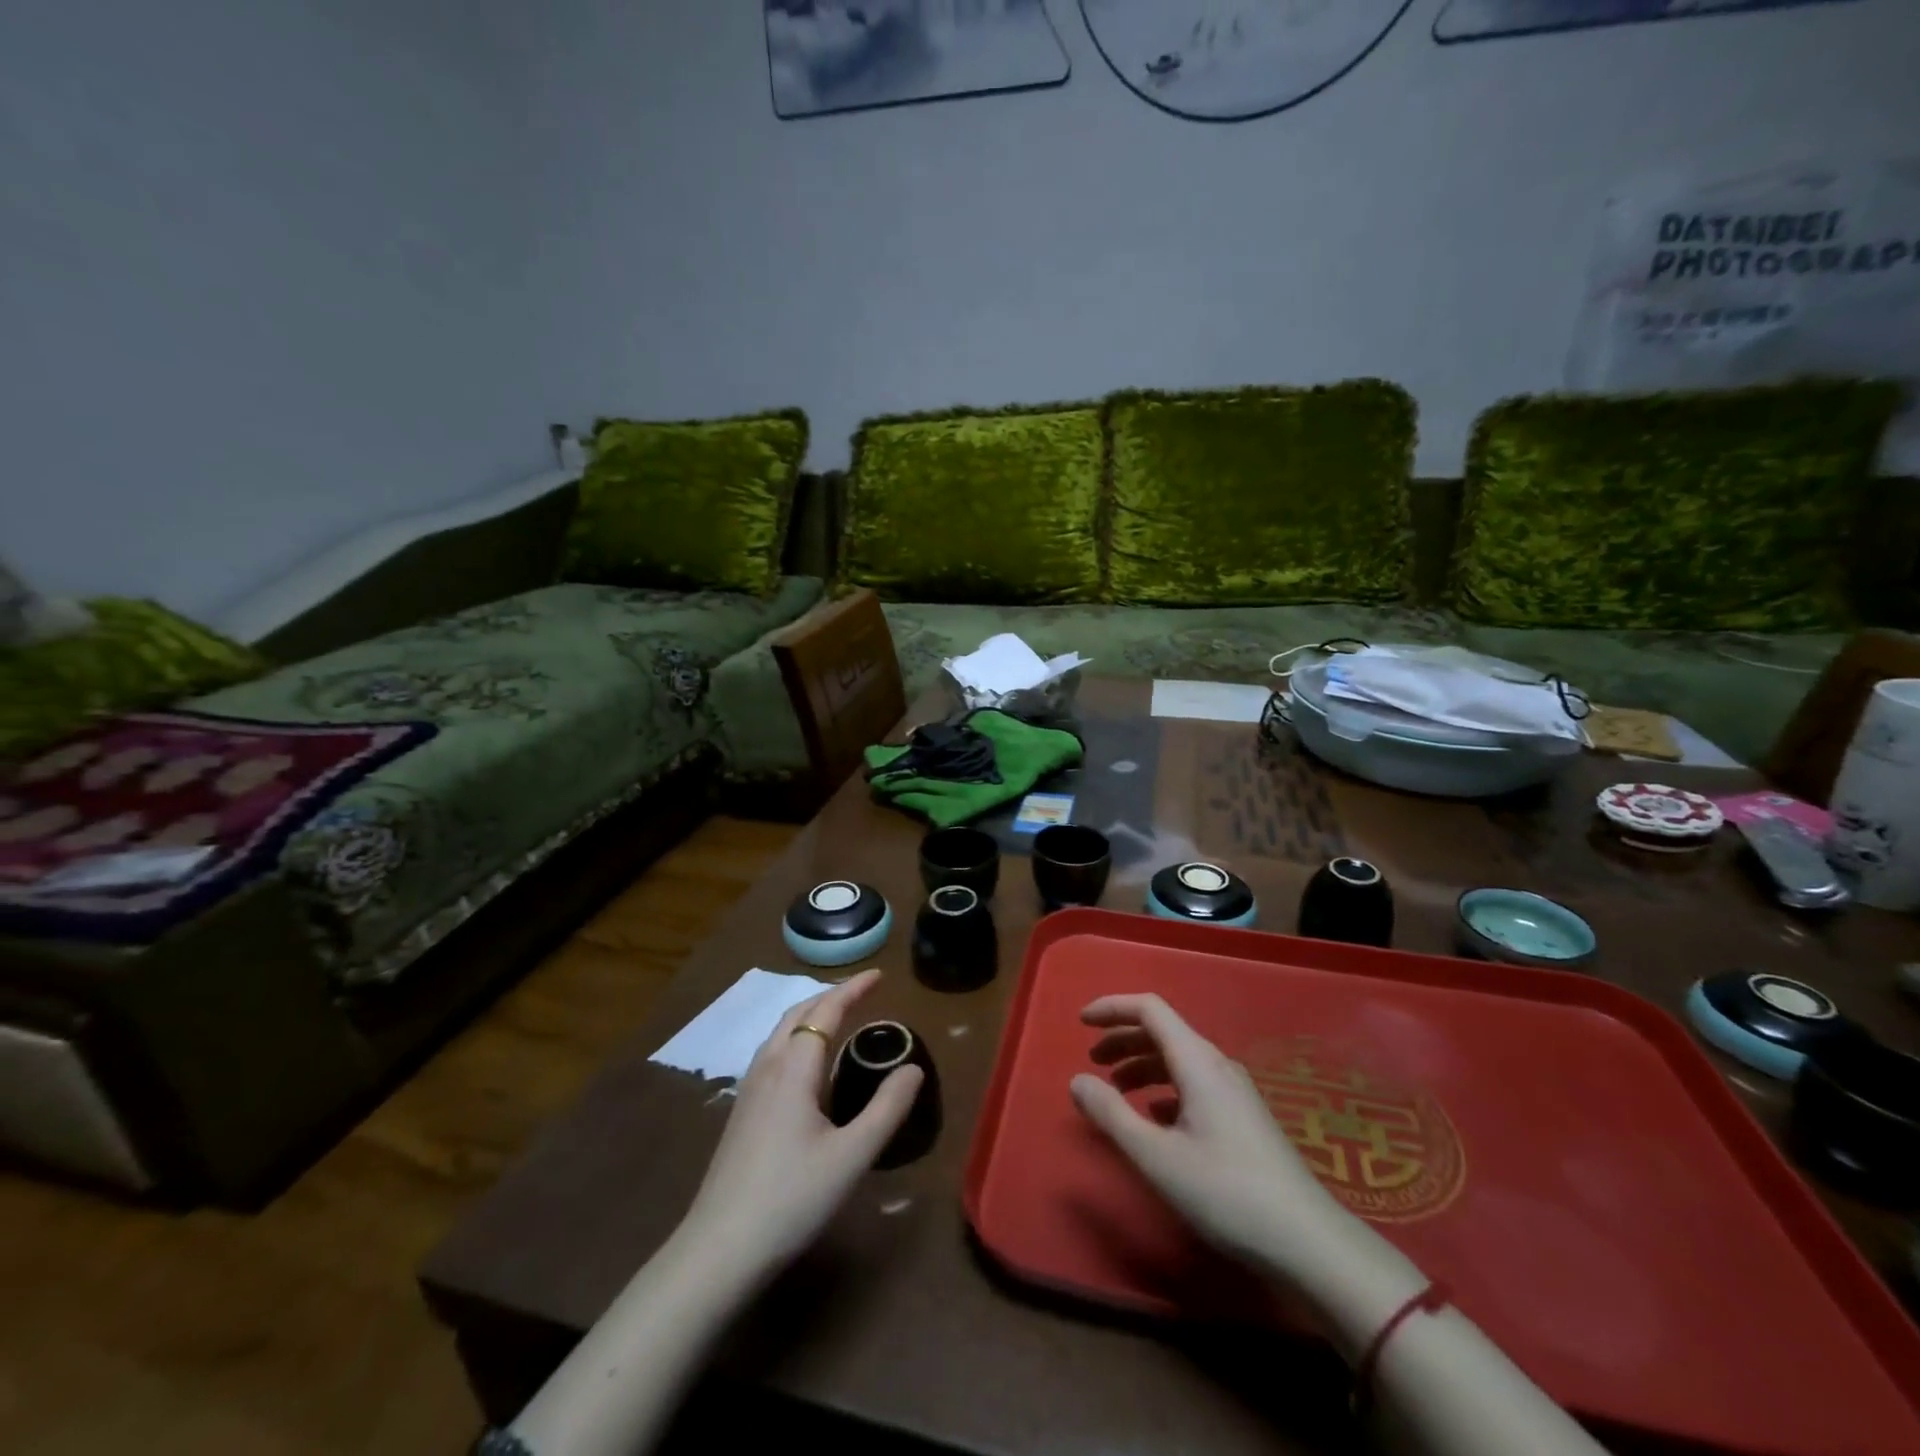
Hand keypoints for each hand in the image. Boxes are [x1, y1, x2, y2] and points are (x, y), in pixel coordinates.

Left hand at [679, 969, 922, 1278]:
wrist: (720, 1249)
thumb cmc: (792, 1198)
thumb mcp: (852, 1156)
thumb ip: (887, 1108)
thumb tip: (913, 1068)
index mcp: (794, 1068)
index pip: (825, 1011)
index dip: (853, 989)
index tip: (879, 974)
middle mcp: (768, 1067)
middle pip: (798, 1013)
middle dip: (831, 994)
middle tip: (863, 991)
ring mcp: (749, 1089)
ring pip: (781, 1031)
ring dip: (810, 1013)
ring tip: (838, 1016)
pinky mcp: (741, 1111)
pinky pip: (773, 1052)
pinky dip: (797, 1036)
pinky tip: (806, 1063)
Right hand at [1069, 993, 1351, 1276]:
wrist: (1308, 1241)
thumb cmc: (1225, 1192)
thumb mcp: (1157, 1156)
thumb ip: (1112, 1114)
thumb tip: (1077, 1080)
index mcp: (1197, 1061)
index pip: (1150, 1009)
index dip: (1113, 1007)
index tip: (1081, 1023)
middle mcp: (1217, 1065)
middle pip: (1163, 1031)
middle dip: (1123, 1039)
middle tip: (1092, 1061)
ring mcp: (1234, 1091)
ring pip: (1179, 1059)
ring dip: (1142, 1065)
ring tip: (1115, 1091)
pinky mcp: (1243, 1118)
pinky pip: (1194, 1083)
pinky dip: (1163, 1088)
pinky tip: (1155, 1117)